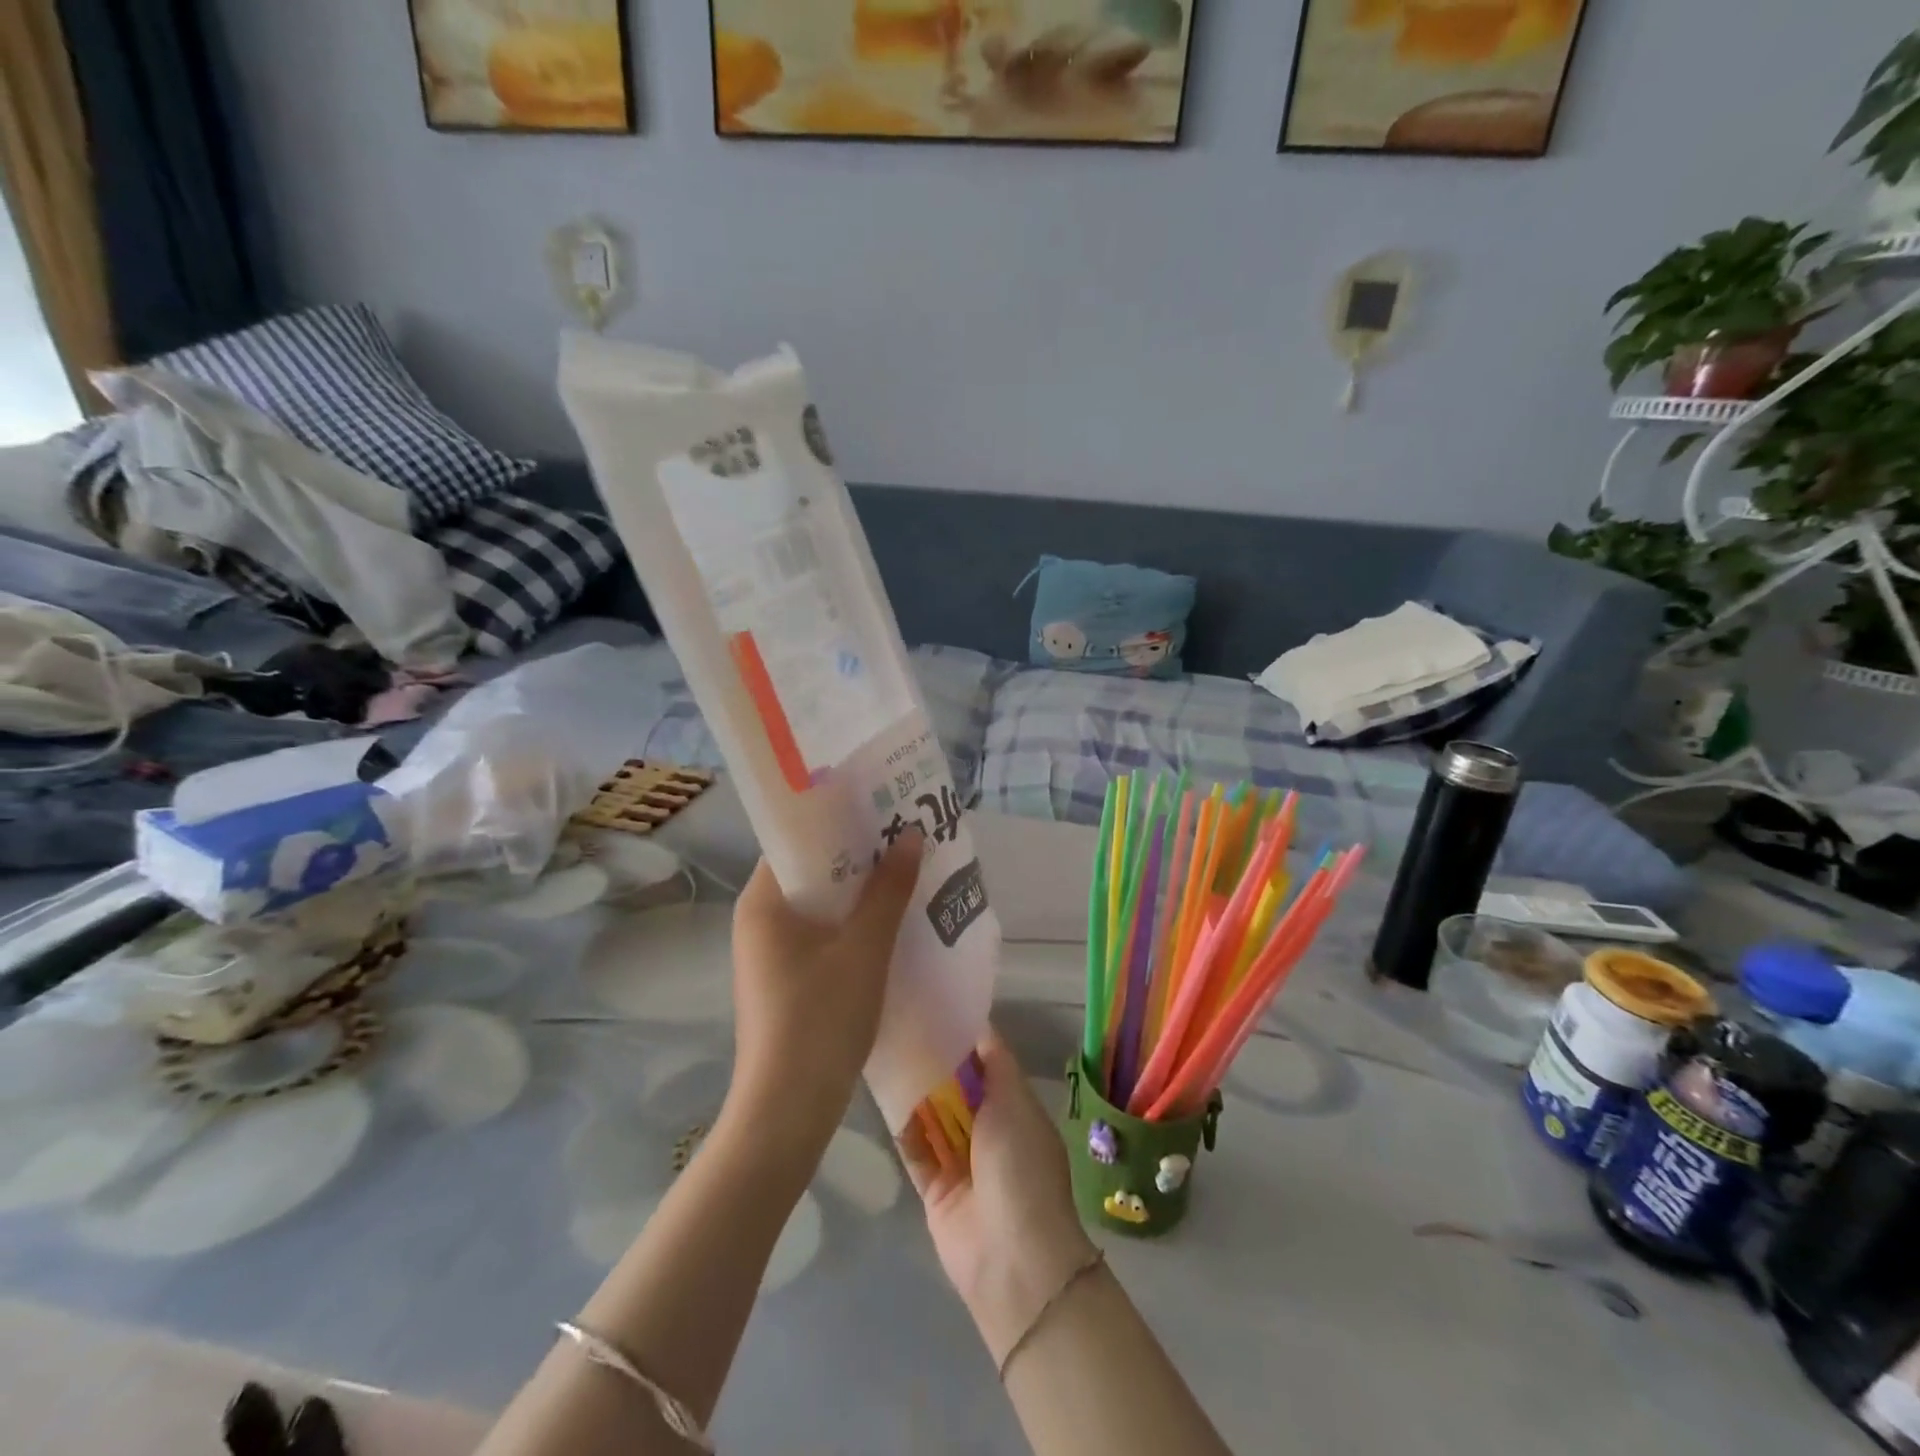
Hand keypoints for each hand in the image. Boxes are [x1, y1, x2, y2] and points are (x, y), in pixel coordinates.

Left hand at [726, 829, 924, 1148]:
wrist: (787, 1111)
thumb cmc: (821, 1019)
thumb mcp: (865, 948)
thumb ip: (889, 890)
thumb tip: (911, 835)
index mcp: (762, 901)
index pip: (799, 841)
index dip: (840, 823)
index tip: (882, 810)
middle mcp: (758, 920)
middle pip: (811, 872)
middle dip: (858, 858)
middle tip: (905, 839)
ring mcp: (768, 954)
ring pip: (819, 907)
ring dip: (859, 894)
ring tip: (906, 874)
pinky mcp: (783, 981)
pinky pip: (820, 936)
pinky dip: (851, 925)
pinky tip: (889, 924)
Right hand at [901, 1029, 1097, 1365]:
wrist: (1012, 1258)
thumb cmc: (1021, 1168)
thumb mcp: (1016, 1102)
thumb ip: (996, 1063)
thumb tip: (981, 1023)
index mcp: (1015, 1108)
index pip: (987, 1064)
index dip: (965, 1038)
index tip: (936, 1008)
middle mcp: (988, 1130)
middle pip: (957, 1088)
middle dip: (935, 1063)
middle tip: (902, 1025)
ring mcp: (960, 1160)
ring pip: (933, 1116)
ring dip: (915, 1091)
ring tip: (887, 1050)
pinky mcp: (934, 1188)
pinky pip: (914, 1148)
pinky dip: (902, 1126)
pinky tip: (882, 1093)